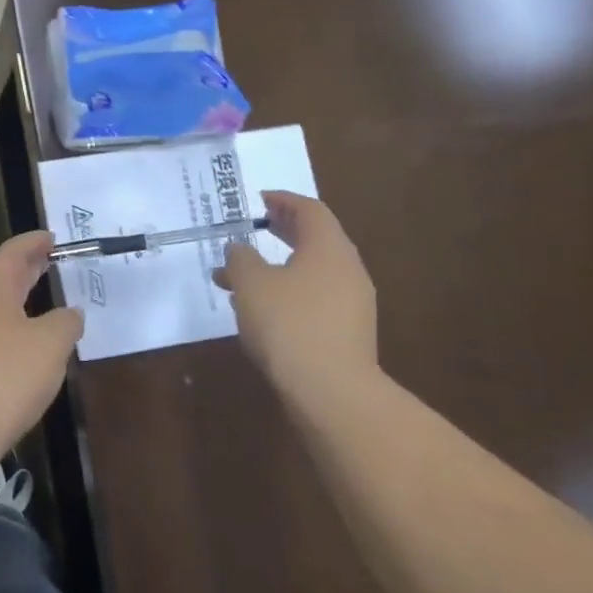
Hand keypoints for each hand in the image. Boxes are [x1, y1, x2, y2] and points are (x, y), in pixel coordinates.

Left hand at [0, 232, 83, 476]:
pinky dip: (16, 335)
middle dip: (27, 270)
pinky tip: (32, 354)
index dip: (31, 243)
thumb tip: (70, 314)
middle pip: (1, 281)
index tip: (51, 237)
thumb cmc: (5, 375)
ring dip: (22, 305)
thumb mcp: (50, 344)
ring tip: (48, 308)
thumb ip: (65, 323)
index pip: (10, 255)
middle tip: (51, 262)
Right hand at [213, 191, 379, 421]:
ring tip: (239, 277)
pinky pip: (315, 298)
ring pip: (312, 272)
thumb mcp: (251, 282)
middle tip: (255, 227)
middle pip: (315, 238)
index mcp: (329, 247)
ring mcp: (352, 304)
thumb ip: (241, 257)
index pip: (310, 209)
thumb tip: (239, 248)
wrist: (332, 393)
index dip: (283, 200)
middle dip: (282, 230)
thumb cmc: (289, 324)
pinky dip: (288, 292)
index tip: (259, 199)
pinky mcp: (348, 334)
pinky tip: (260, 310)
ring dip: (278, 267)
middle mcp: (347, 270)